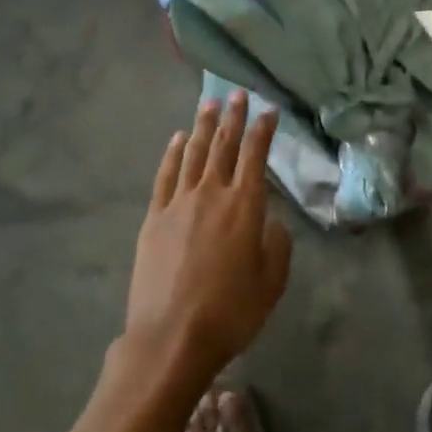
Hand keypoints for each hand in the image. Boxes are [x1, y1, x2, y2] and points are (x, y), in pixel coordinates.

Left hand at [125, 91, 291, 379]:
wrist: (171, 337)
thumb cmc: (230, 312)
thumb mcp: (272, 282)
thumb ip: (277, 244)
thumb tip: (270, 221)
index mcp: (245, 206)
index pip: (256, 155)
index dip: (264, 130)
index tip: (269, 109)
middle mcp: (212, 193)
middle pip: (224, 145)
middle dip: (234, 117)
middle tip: (238, 94)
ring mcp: (179, 203)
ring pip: (194, 153)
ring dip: (204, 126)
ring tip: (210, 105)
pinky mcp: (154, 217)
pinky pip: (166, 175)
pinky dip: (173, 153)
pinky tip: (178, 139)